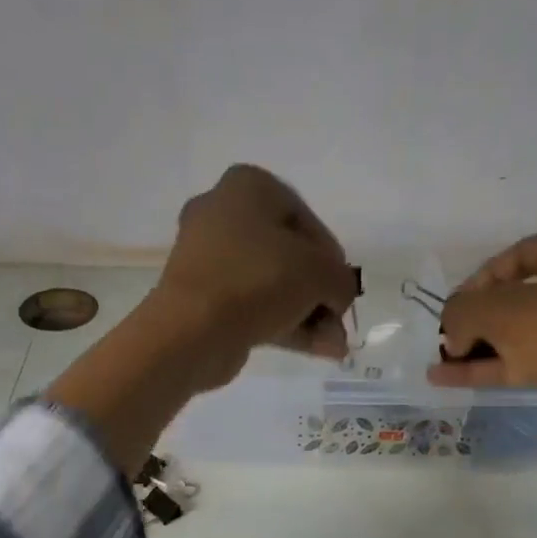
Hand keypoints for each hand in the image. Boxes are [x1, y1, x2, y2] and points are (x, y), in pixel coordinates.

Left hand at [150, 164, 359, 391]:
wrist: (192, 330)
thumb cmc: (257, 280)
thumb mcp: (319, 272)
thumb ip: (342, 279)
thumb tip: (339, 296)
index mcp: (249, 186)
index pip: (306, 220)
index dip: (332, 260)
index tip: (344, 291)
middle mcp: (224, 215)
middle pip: (289, 257)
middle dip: (320, 295)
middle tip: (339, 324)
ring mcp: (210, 261)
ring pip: (273, 287)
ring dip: (308, 316)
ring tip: (335, 348)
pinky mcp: (204, 300)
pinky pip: (253, 308)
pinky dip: (285, 326)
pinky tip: (318, 351)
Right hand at [432, 226, 536, 447]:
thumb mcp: (504, 311)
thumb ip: (464, 310)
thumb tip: (450, 328)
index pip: (512, 258)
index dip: (475, 282)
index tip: (449, 309)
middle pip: (511, 297)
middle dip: (473, 318)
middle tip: (444, 337)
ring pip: (513, 333)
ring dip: (475, 347)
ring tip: (438, 360)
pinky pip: (518, 360)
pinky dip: (485, 368)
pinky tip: (446, 377)